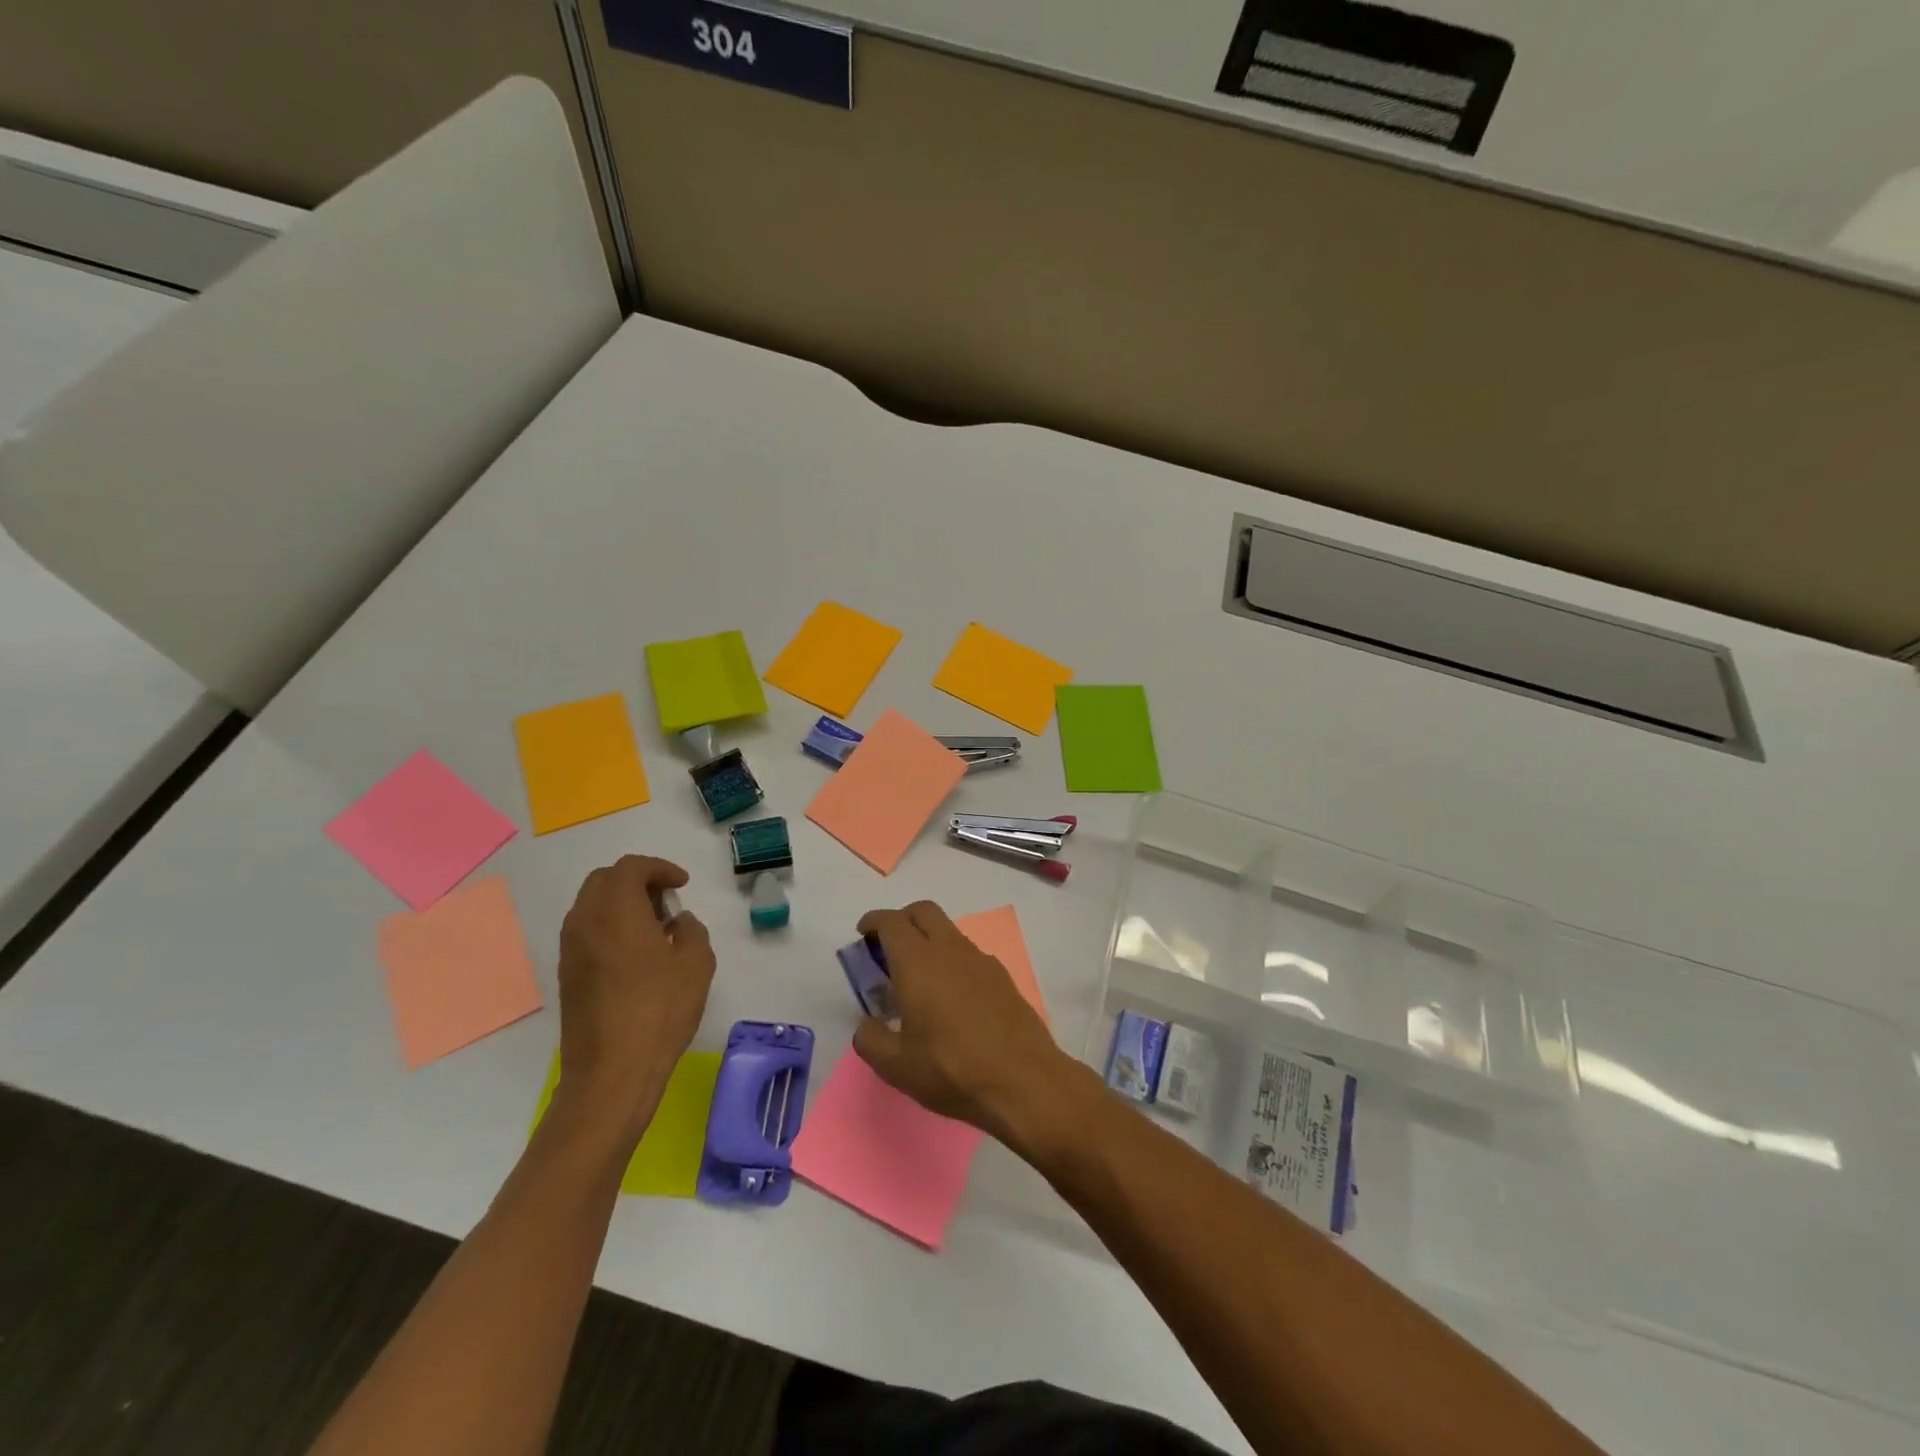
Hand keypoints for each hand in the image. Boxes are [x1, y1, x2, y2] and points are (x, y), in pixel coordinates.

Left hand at [554, 855, 713, 1144]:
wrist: (611, 1072)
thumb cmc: (659, 1010)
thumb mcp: (696, 963)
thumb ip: (691, 931)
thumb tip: (678, 923)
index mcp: (615, 911)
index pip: (630, 868)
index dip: (660, 868)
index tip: (682, 884)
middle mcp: (585, 922)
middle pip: (604, 880)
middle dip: (637, 881)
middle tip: (667, 900)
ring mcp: (570, 950)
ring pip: (592, 906)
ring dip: (622, 904)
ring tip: (656, 928)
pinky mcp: (568, 976)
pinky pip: (587, 932)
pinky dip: (611, 927)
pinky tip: (638, 955)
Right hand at [852, 901, 1069, 1142]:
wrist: (1022, 1080)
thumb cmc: (951, 1069)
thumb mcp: (896, 1066)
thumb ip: (871, 1040)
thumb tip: (867, 1025)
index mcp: (918, 962)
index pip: (892, 922)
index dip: (874, 921)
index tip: (864, 932)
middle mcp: (950, 950)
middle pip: (924, 912)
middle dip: (903, 918)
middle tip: (888, 946)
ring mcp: (981, 961)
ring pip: (949, 932)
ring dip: (929, 940)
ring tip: (919, 978)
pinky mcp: (1003, 977)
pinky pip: (970, 955)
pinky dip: (952, 960)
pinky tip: (951, 996)